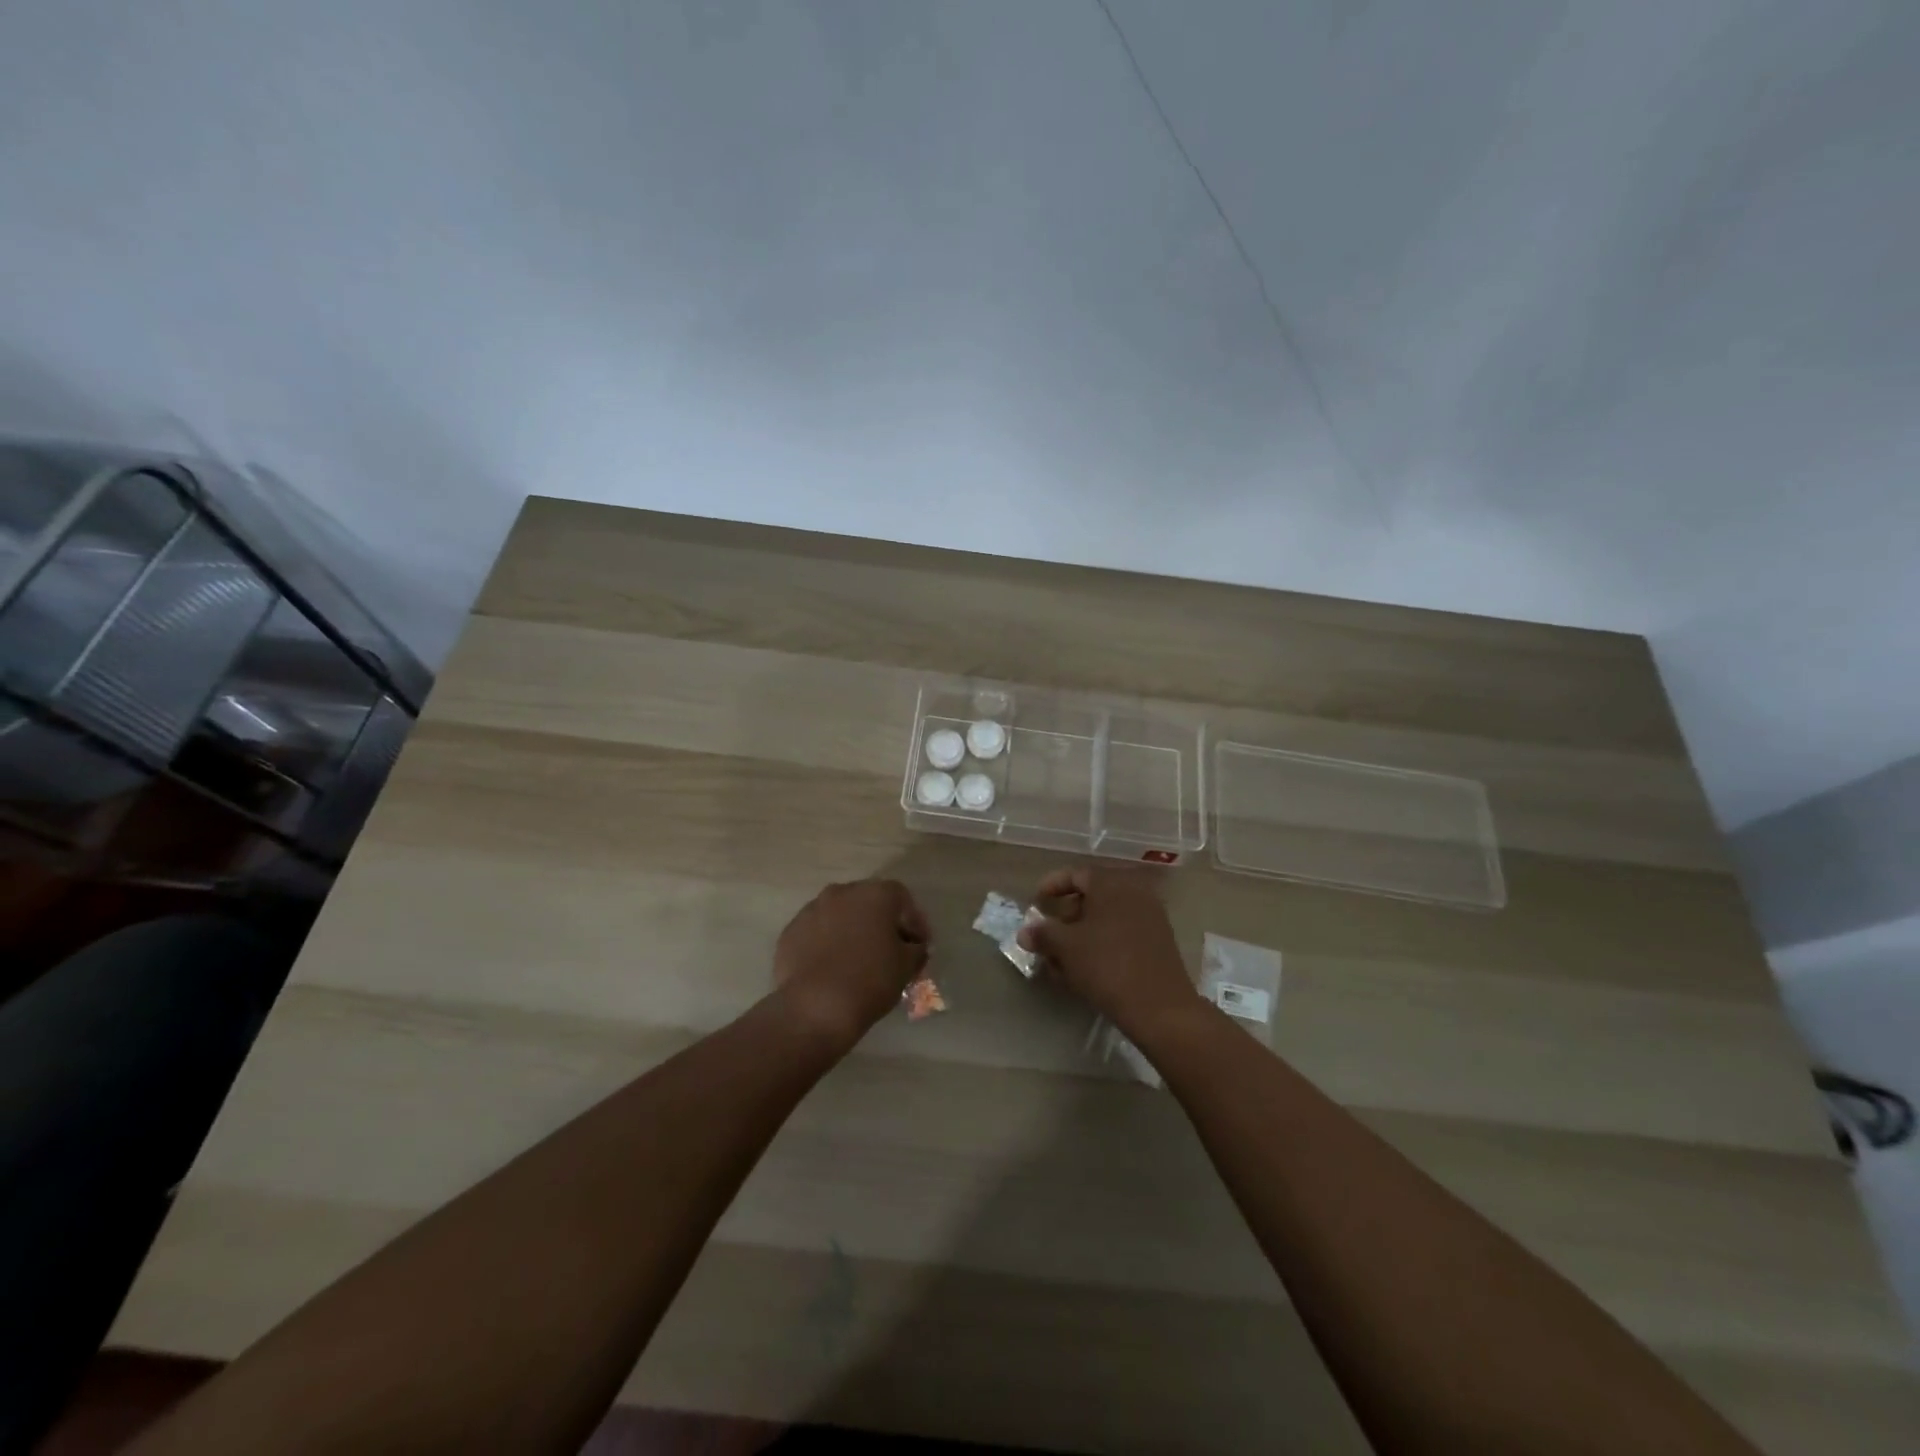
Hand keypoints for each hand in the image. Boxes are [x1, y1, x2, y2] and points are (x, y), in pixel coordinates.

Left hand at [773, 879, 930, 1049]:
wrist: (814, 1007)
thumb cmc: (870, 980)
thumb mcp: (907, 966)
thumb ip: (915, 949)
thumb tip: (913, 947)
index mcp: (875, 894)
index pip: (902, 898)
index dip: (913, 921)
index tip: (918, 946)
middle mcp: (842, 892)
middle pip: (868, 901)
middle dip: (881, 922)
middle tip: (889, 950)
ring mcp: (812, 909)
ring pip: (840, 915)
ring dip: (851, 930)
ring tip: (857, 960)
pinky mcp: (790, 931)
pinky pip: (817, 932)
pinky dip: (826, 943)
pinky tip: (831, 968)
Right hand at [1017, 866, 1196, 1036]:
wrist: (1160, 1007)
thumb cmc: (1107, 966)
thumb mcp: (1066, 948)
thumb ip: (1043, 934)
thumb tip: (1025, 932)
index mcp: (1111, 884)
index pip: (1076, 874)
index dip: (1053, 885)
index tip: (1036, 901)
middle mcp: (1134, 893)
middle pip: (1092, 896)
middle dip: (1066, 915)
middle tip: (1048, 935)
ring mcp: (1150, 917)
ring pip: (1106, 918)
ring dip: (1081, 934)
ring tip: (1061, 959)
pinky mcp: (1158, 942)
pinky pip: (1122, 933)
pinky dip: (1100, 944)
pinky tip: (1085, 969)